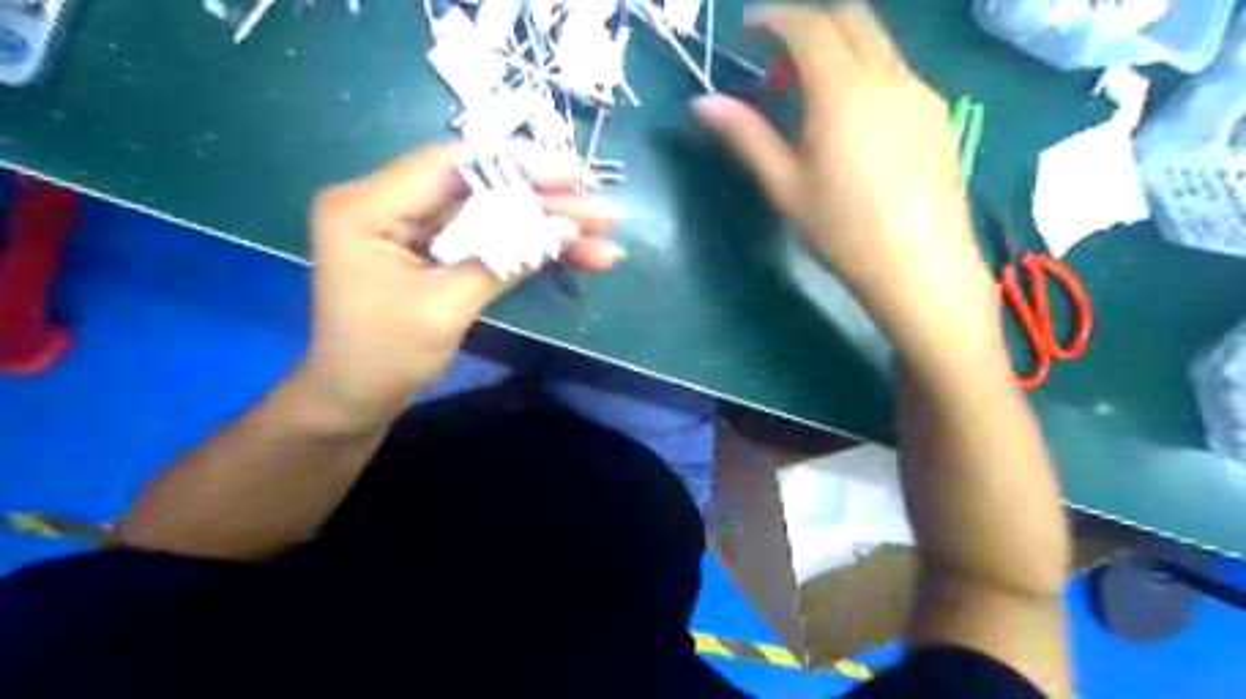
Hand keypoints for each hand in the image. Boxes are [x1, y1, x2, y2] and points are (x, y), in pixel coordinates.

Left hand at [304, 140, 621, 429]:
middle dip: (545, 202)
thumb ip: (504, 260)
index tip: (571, 173)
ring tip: (604, 238)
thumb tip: (567, 229)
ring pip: (493, 214)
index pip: (450, 166)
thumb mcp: (446, 307)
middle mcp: (390, 203)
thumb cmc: (385, 357)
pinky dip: (530, 248)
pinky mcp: (436, 250)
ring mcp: (416, 228)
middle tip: (602, 211)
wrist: (357, 400)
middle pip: (480, 189)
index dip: (516, 165)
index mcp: (368, 206)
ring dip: (548, 227)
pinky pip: (489, 239)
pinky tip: (576, 254)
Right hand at [697, 2, 998, 354]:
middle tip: (778, 64)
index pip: (808, 27)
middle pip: (851, 18)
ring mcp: (920, 93)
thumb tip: (703, 104)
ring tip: (811, 98)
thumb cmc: (842, 232)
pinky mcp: (938, 115)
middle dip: (809, 25)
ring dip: (839, 49)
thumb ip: (747, 137)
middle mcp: (888, 77)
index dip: (773, 18)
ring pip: (878, 44)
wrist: (919, 267)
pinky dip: (865, 73)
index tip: (747, 30)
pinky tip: (852, 122)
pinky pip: (897, 72)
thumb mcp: (785, 187)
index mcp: (843, 93)